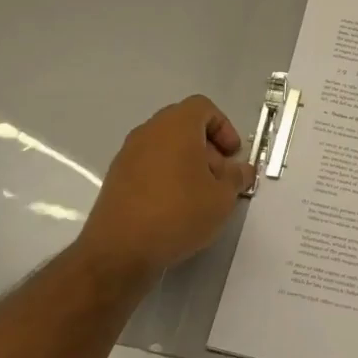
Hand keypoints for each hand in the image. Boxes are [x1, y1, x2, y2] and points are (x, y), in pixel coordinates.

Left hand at [78, 96, 253, 284]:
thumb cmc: (178, 213)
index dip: (224, 127)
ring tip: (200, 197)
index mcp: (176, 126)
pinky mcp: (116, 178)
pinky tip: (176, 207)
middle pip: (184, 126)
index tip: (232, 156)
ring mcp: (128, 154)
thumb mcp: (222, 198)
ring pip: (166, 146)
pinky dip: (166, 176)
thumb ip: (236, 178)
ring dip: (187, 163)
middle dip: (208, 147)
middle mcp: (149, 132)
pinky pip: (149, 165)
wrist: (120, 250)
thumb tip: (241, 171)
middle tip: (220, 178)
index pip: (203, 107)